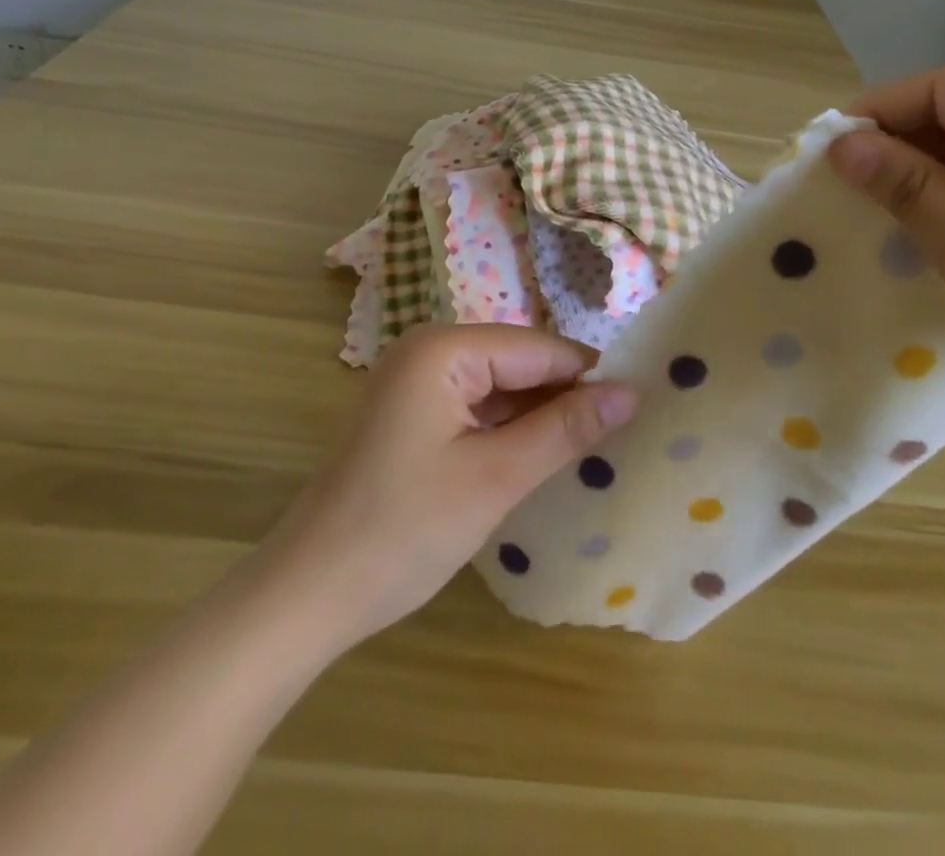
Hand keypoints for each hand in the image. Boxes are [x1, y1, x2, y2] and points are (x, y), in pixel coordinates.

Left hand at [266, 324, 637, 646]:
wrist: (306, 595)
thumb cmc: (403, 531)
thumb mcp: (497, 478)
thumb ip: (566, 429)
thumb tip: (632, 391)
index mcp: (444, 349)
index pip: (540, 349)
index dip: (589, 378)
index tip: (638, 410)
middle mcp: (429, 350)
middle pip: (520, 363)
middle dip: (564, 399)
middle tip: (620, 437)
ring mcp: (416, 381)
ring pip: (501, 387)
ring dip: (539, 418)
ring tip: (590, 451)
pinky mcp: (412, 413)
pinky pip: (476, 407)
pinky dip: (508, 431)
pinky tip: (537, 459)